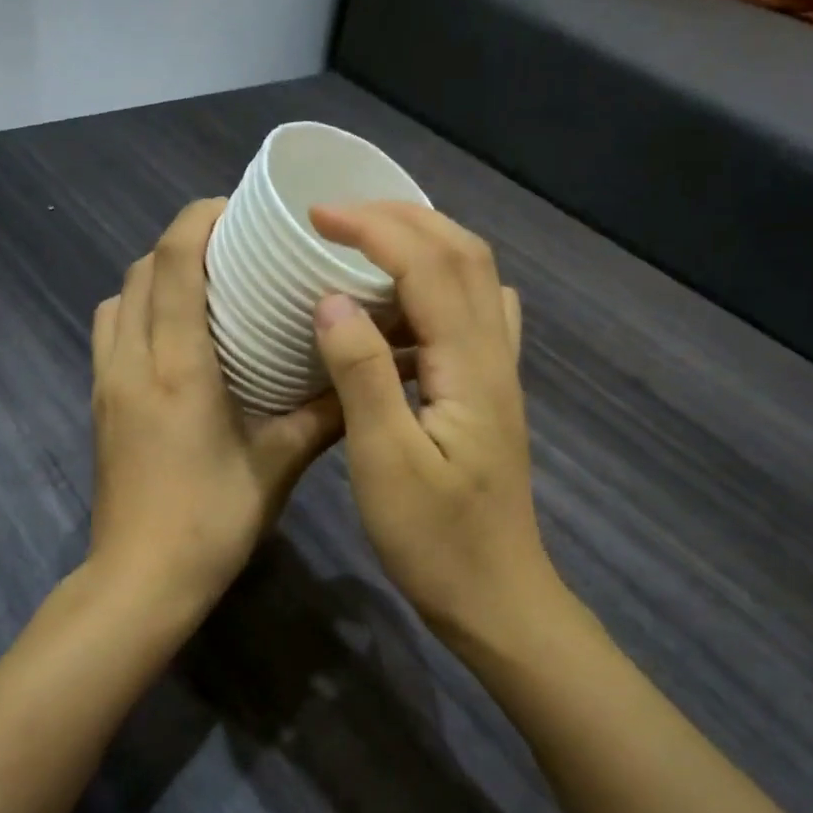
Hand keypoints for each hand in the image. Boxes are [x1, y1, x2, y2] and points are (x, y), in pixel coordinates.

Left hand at [88, 199, 342, 618]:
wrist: (140, 580)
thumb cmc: (211, 522)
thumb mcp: (278, 466)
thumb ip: (322, 415)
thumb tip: (363, 374)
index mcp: (177, 367)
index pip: (175, 262)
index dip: (201, 219)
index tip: (241, 208)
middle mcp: (131, 361)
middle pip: (143, 269)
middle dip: (184, 242)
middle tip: (236, 249)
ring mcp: (106, 382)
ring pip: (119, 298)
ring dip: (157, 276)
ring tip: (206, 287)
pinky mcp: (99, 404)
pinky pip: (110, 331)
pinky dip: (140, 311)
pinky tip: (178, 338)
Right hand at [310, 202, 557, 641]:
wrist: (495, 596)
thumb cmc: (435, 540)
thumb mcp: (385, 461)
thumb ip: (362, 374)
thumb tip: (333, 299)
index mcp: (468, 365)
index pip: (428, 264)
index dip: (374, 228)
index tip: (316, 217)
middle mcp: (492, 355)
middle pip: (464, 255)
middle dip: (403, 219)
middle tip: (339, 218)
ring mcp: (496, 375)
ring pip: (473, 280)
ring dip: (423, 245)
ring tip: (365, 245)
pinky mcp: (488, 396)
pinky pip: (473, 317)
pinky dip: (438, 287)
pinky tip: (406, 305)